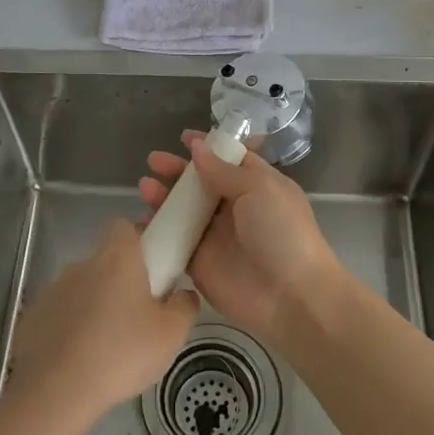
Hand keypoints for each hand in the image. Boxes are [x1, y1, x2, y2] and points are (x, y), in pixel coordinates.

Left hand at [6, 219, 198, 426]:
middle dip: (120, 282)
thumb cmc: (121, 354)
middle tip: (137, 316)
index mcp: (117, 258)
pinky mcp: (32, 317)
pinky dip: (69, 330)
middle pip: (105, 261)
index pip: (124, 226)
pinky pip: (59, 315)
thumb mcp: (171, 335)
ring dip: (94, 307)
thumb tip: (183, 294)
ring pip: (82, 289)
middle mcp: (82, 264)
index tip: (152, 268)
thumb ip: (184, 307)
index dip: (139, 240)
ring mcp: (52, 290)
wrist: (55, 393)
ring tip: (107, 347)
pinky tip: (79, 361)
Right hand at [139, 131, 343, 340]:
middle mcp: (235, 208)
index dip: (207, 147)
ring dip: (164, 197)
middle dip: (177, 171)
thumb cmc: (281, 232)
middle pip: (200, 183)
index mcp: (257, 185)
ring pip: (184, 211)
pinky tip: (142, 220)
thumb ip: (224, 170)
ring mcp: (216, 236)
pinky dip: (158, 231)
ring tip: (145, 187)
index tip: (183, 138)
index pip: (229, 159)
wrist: (291, 296)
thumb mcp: (260, 189)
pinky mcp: (200, 264)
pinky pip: (174, 243)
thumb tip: (197, 148)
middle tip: (154, 162)